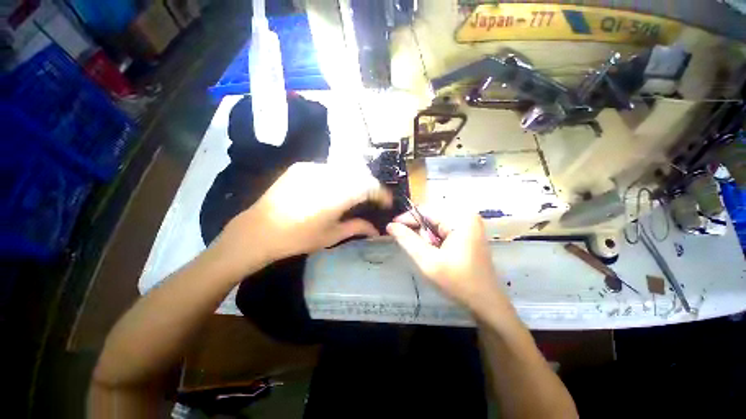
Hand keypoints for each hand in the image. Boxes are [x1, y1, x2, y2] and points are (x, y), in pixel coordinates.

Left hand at [217, 162, 391, 272]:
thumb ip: (357, 227)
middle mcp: (328, 175)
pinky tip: (334, 189)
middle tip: (371, 200)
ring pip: (345, 170)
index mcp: (337, 195)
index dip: (381, 194)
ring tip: (354, 194)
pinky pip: (328, 169)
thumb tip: (376, 229)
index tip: (386, 202)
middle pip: (359, 175)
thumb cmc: (297, 238)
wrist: (257, 231)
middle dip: (369, 187)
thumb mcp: (331, 235)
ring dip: (354, 181)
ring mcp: (313, 168)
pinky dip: (338, 177)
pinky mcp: (301, 167)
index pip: (369, 186)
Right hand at [386, 208, 509, 312]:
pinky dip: (434, 239)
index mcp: (459, 218)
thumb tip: (390, 226)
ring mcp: (469, 223)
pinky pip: (444, 229)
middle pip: (431, 216)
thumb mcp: (428, 261)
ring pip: (436, 223)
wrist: (486, 302)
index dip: (406, 218)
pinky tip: (435, 253)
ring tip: (426, 253)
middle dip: (418, 230)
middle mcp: (466, 215)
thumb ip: (407, 240)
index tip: (390, 228)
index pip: (424, 210)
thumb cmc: (458, 282)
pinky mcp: (468, 232)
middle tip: (411, 246)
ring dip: (426, 236)